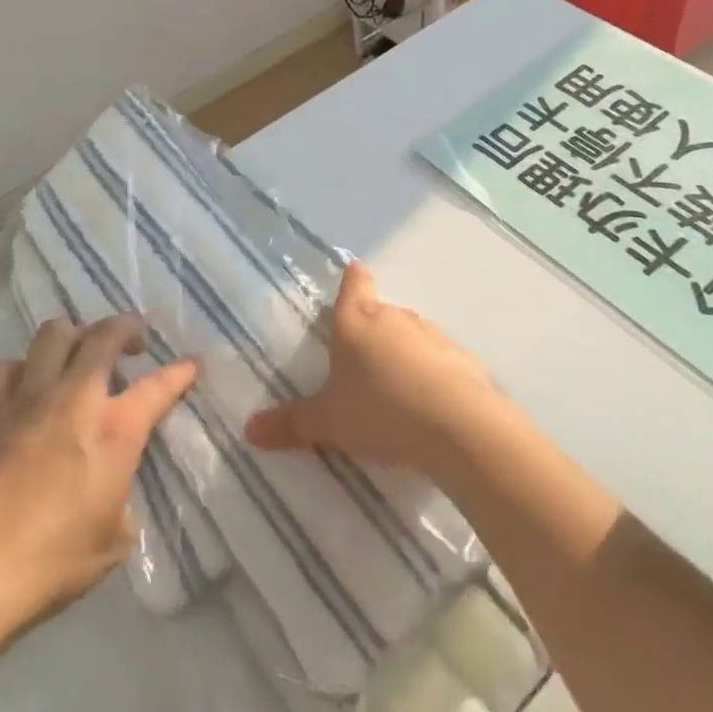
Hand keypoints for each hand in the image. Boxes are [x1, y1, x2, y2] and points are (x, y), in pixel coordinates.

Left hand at [0, 315, 197, 635]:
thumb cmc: (54, 562)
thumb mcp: (114, 539)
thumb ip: (121, 498)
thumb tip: (113, 489)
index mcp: (115, 430)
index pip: (159, 386)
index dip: (180, 372)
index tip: (192, 364)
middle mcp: (75, 397)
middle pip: (104, 334)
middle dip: (126, 328)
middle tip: (133, 343)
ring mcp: (28, 396)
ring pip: (54, 333)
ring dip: (74, 336)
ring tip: (79, 354)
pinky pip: (7, 365)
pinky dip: (23, 368)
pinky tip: (27, 387)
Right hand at [244, 263, 497, 476]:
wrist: (458, 427)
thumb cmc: (380, 410)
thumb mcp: (328, 423)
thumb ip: (291, 424)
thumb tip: (249, 430)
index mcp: (356, 320)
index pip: (355, 282)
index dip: (352, 281)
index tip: (351, 281)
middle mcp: (395, 317)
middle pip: (381, 313)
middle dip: (371, 334)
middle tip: (359, 367)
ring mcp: (433, 335)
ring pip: (411, 337)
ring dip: (403, 356)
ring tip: (395, 395)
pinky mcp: (463, 360)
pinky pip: (440, 362)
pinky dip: (432, 377)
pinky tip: (429, 409)